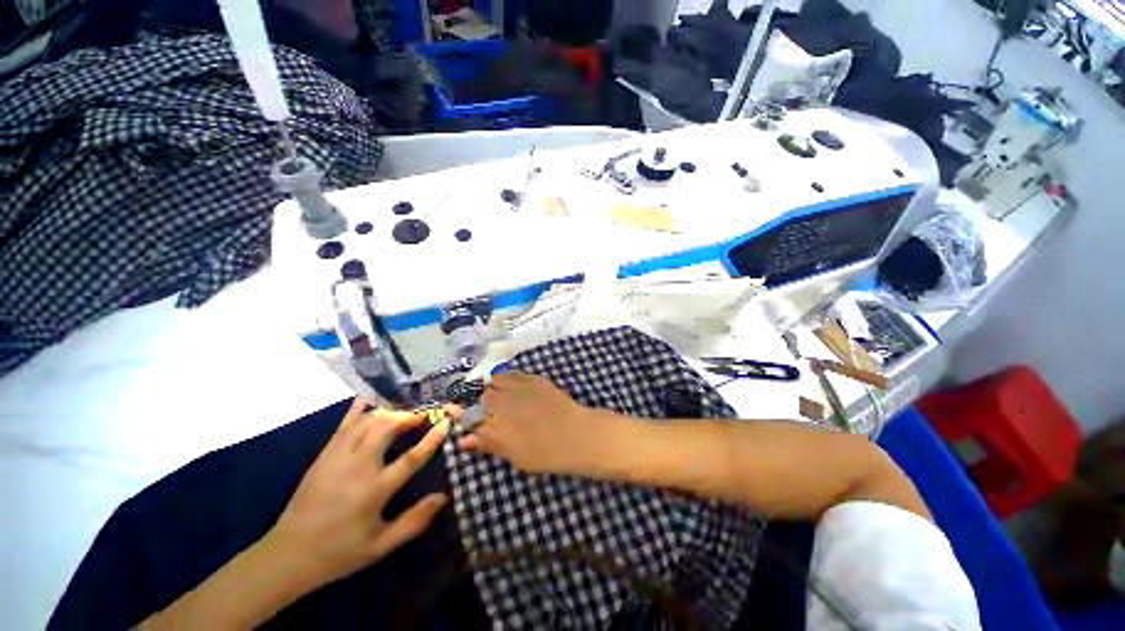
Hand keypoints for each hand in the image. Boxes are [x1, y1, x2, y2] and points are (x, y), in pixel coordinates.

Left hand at [266, 398, 450, 588]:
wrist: (288, 555)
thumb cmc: (339, 552)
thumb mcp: (381, 546)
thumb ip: (414, 522)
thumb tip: (443, 497)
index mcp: (375, 490)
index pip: (411, 457)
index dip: (432, 437)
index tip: (446, 422)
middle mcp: (358, 467)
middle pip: (388, 428)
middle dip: (410, 416)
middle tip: (425, 415)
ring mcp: (337, 457)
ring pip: (368, 421)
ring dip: (390, 413)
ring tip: (405, 413)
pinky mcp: (324, 455)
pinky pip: (344, 424)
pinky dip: (359, 409)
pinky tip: (369, 399)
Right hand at [458, 373, 614, 475]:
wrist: (575, 434)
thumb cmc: (545, 454)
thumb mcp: (514, 456)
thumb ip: (488, 444)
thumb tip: (464, 440)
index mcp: (494, 426)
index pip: (468, 417)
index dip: (458, 414)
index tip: (451, 411)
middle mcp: (501, 403)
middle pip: (481, 397)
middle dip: (482, 403)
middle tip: (490, 410)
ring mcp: (517, 388)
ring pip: (495, 381)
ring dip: (494, 387)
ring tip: (502, 395)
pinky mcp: (531, 379)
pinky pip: (511, 374)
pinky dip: (507, 378)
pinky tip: (512, 385)